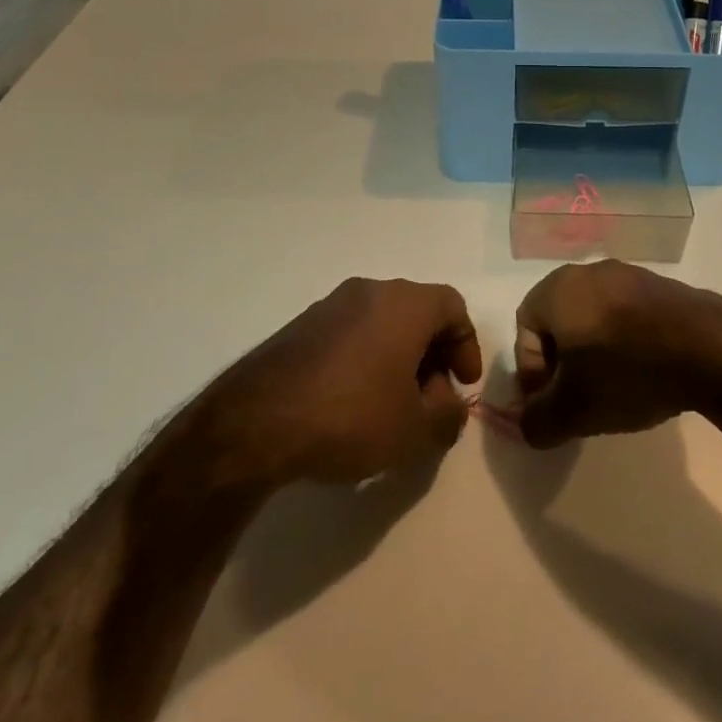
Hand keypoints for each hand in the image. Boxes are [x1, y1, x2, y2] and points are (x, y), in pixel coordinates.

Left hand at [203, 278, 482, 486]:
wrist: (255, 423)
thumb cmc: (351, 416)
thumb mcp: (415, 430)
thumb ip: (448, 415)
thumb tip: (449, 404)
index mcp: (404, 303)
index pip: (453, 306)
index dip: (466, 345)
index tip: (463, 384)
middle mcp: (368, 291)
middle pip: (417, 313)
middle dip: (433, 355)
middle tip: (431, 399)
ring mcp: (328, 306)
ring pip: (381, 323)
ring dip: (398, 358)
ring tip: (393, 406)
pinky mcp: (298, 328)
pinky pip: (349, 335)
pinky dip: (365, 360)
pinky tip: (353, 404)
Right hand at [511, 262, 721, 448]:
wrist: (711, 349)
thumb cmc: (627, 372)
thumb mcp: (573, 411)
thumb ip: (537, 422)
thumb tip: (528, 426)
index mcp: (557, 289)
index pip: (524, 328)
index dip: (531, 370)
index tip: (552, 401)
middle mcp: (589, 272)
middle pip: (560, 322)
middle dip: (563, 363)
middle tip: (578, 399)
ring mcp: (630, 275)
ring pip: (595, 318)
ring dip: (596, 354)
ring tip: (616, 390)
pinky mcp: (663, 287)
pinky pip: (629, 315)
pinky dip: (627, 343)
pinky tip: (646, 374)